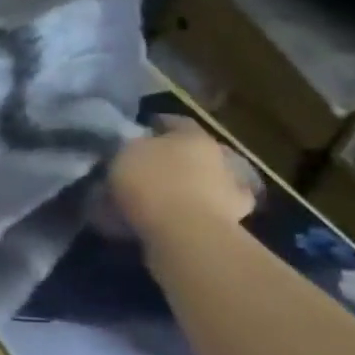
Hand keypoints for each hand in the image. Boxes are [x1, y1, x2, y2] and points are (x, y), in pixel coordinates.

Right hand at [109, 116, 255, 238]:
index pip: (175, 121)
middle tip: (146, 166)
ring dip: (184, 186)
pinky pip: (204, 212)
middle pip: (193, 152)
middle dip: (172, 158)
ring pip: (203, 182)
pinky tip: (170, 219)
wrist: (187, 234)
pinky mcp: (231, 223)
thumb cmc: (152, 183)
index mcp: (193, 136)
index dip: (156, 124)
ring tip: (155, 197)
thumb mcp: (123, 153)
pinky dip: (190, 213)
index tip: (138, 131)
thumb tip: (129, 145)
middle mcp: (218, 158)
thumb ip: (128, 146)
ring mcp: (229, 191)